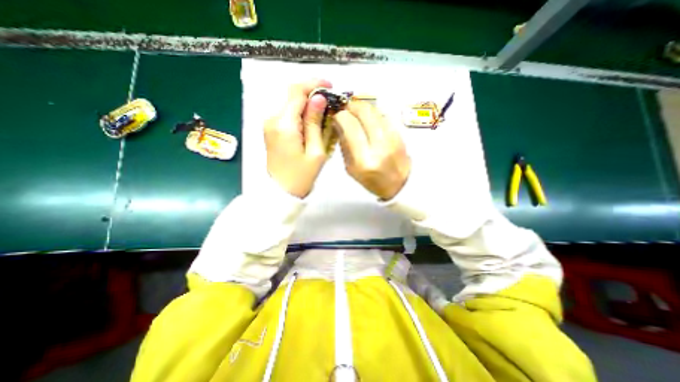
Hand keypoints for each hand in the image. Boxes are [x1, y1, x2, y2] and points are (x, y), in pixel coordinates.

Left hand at [262, 80, 331, 199]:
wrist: (281, 192)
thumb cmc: (302, 176)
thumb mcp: (316, 151)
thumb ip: (315, 123)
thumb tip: (319, 98)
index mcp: (284, 124)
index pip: (297, 91)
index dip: (314, 84)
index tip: (330, 86)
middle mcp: (272, 119)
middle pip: (293, 96)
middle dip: (313, 95)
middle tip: (331, 104)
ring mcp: (270, 125)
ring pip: (291, 105)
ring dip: (308, 106)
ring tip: (325, 116)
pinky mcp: (271, 131)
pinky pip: (288, 116)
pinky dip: (301, 115)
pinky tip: (313, 124)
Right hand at [334, 100, 411, 199]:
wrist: (398, 185)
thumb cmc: (370, 180)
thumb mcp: (351, 168)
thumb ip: (344, 145)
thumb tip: (339, 123)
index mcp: (364, 160)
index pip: (351, 127)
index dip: (342, 115)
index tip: (337, 114)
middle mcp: (379, 147)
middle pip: (365, 114)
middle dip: (353, 106)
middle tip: (347, 107)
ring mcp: (393, 140)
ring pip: (377, 112)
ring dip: (364, 107)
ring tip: (357, 111)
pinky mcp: (401, 136)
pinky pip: (386, 116)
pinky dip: (375, 113)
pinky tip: (370, 118)